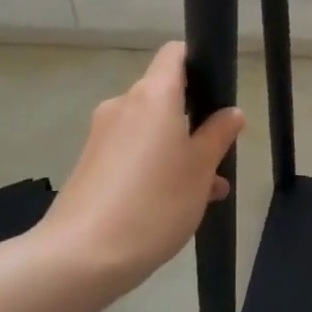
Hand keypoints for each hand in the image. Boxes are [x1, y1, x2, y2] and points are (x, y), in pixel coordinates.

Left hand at [39, 42, 244, 294]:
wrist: (80, 257)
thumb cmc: (153, 203)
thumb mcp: (200, 170)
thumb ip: (218, 135)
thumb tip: (230, 112)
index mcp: (153, 95)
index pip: (175, 54)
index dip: (198, 63)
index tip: (217, 93)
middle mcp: (123, 104)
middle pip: (165, 95)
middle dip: (194, 120)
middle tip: (218, 157)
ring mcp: (102, 134)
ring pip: (150, 129)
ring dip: (177, 149)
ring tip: (205, 192)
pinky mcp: (90, 163)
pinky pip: (132, 151)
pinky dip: (154, 166)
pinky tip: (173, 205)